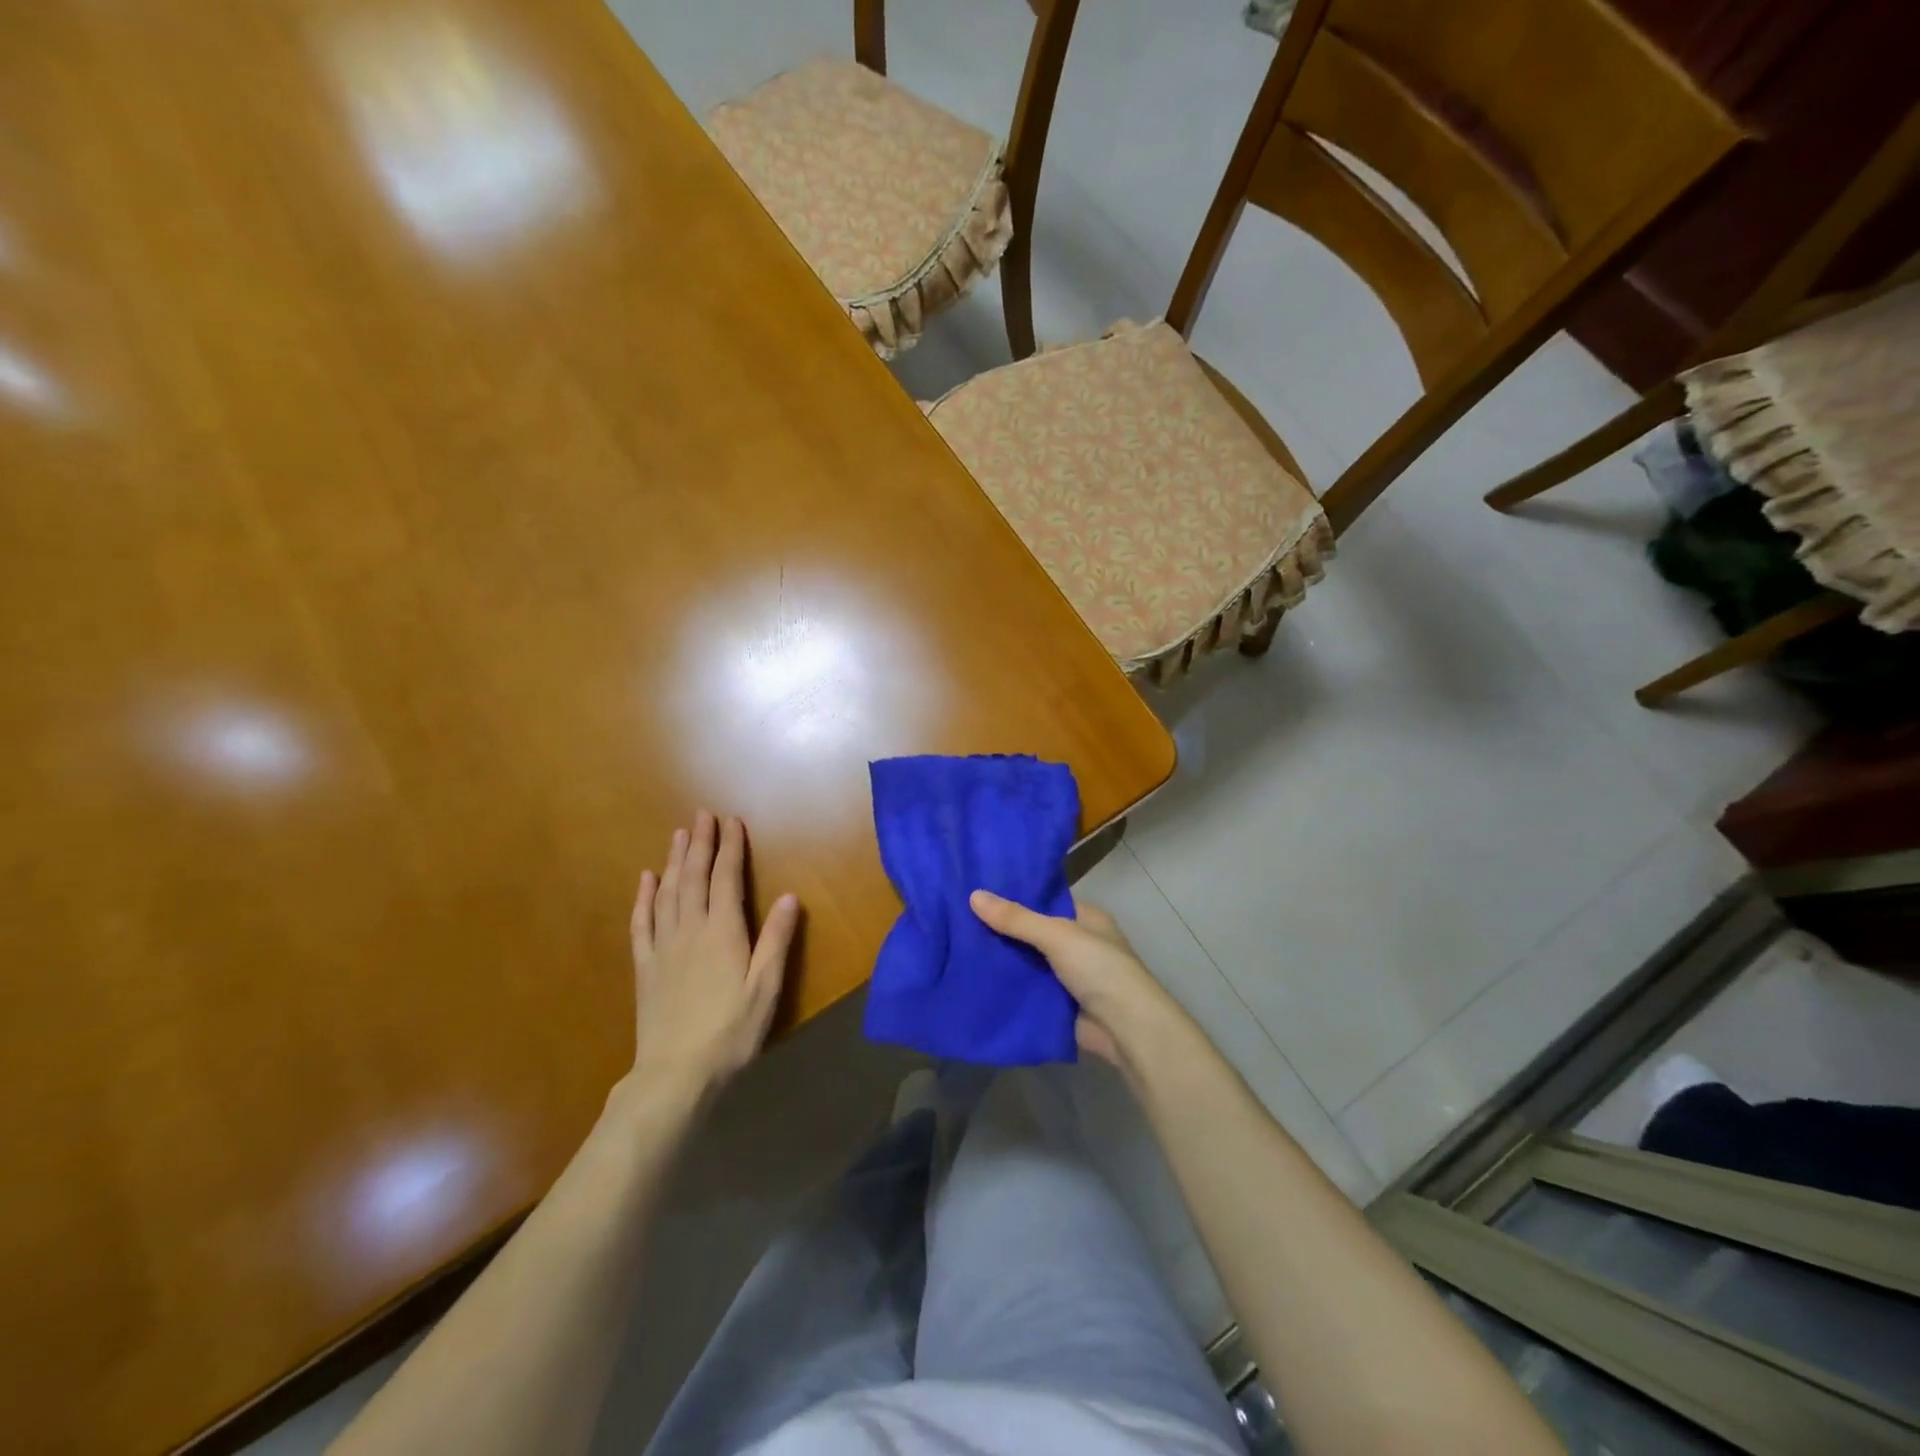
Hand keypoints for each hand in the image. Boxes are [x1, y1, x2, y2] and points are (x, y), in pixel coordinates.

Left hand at [626, 811, 799, 1105]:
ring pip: (667, 892)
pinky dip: (643, 897)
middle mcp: (690, 929)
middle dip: (701, 843)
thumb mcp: (765, 988)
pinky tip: (646, 879)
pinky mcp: (645, 966)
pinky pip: (642, 922)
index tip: (732, 821)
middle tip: (702, 815)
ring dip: (674, 860)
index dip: (731, 847)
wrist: (675, 1073)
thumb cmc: (731, 1031)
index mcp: (723, 932)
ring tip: (679, 834)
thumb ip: (776, 940)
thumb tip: (788, 896)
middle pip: (695, 877)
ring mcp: (663, 946)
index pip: (727, 878)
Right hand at [969, 889, 1197, 1075]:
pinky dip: (1006, 987)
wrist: (1126, 1029)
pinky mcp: (1057, 1005)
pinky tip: (973, 980)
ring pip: (1027, 963)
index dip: (1014, 897)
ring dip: (1002, 960)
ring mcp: (1067, 977)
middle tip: (958, 920)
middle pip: (1032, 933)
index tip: (977, 892)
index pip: (1045, 901)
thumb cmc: (1099, 968)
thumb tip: (973, 895)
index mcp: (1085, 919)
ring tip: (956, 947)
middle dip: (1002, 931)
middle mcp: (1077, 944)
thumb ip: (1016, 919)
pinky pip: (1026, 990)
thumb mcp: (1057, 935)